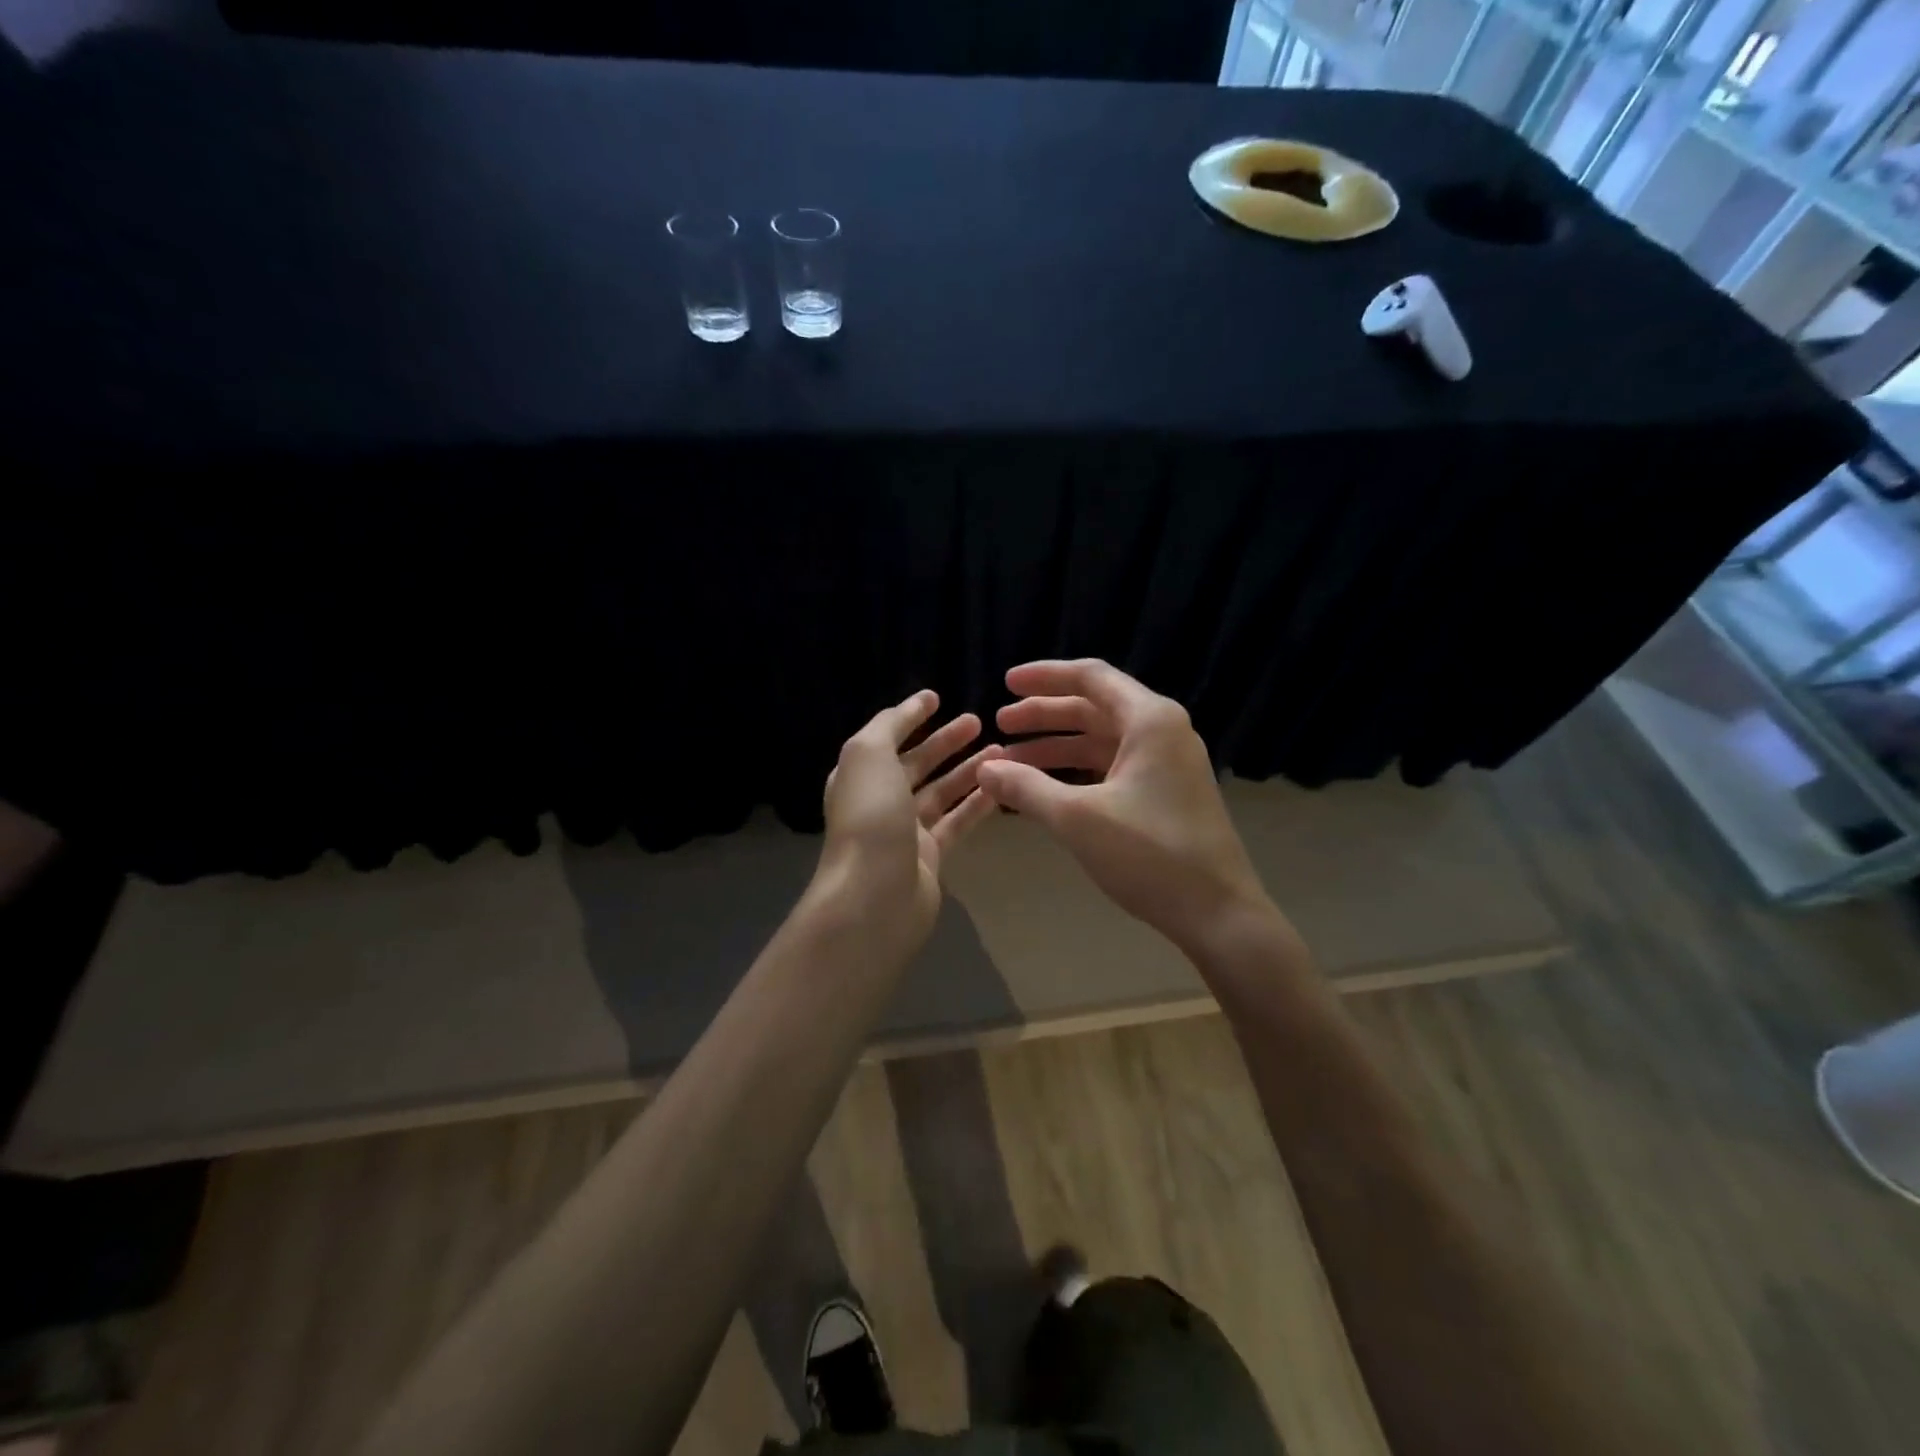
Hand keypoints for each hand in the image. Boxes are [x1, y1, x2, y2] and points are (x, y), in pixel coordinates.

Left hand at [816, 689, 1002, 954]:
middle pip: (917, 764)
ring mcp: (905, 831)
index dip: (911, 717)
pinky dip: (976, 805)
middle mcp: (880, 800)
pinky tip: (1001, 788)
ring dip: (968, 770)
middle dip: (946, 742)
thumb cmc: (870, 816)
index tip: (939, 697)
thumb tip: (912, 705)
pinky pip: (956, 823)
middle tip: (979, 722)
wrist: (875, 895)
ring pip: (942, 793)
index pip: (888, 737)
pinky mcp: (930, 857)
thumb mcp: (869, 754)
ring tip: (1000, 751)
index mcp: (860, 775)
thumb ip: (889, 725)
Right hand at [975, 660, 1278, 955]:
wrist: (1218, 913)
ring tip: (1011, 762)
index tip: (1004, 684)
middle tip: (999, 725)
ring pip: (1101, 740)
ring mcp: (1166, 763)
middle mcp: (1162, 731)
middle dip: (1044, 715)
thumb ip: (1026, 787)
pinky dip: (1077, 772)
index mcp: (1150, 720)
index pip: (1090, 677)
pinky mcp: (1165, 793)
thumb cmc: (1149, 855)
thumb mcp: (1077, 818)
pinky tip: (1045, 788)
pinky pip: (1112, 767)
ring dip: (1056, 747)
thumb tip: (983, 769)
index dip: (1044, 677)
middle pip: (1093, 707)